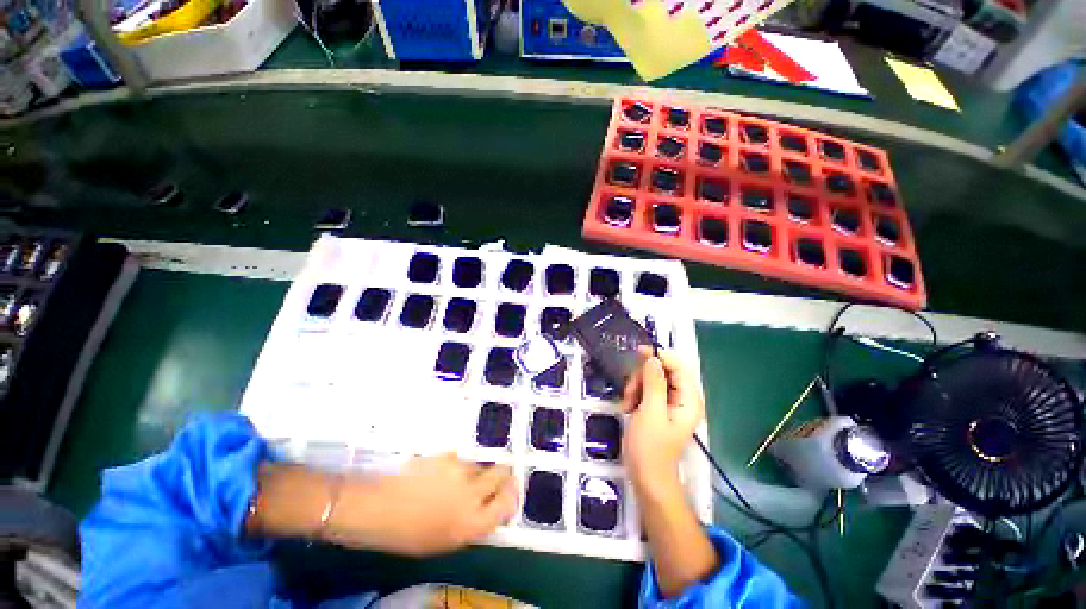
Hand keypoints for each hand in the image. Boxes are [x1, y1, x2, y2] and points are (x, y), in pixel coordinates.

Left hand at [328, 454, 517, 556]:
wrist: (377, 509)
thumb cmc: (407, 534)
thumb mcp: (445, 541)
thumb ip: (472, 524)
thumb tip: (489, 509)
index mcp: (473, 523)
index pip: (508, 503)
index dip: (511, 495)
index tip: (510, 491)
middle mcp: (472, 494)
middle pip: (501, 473)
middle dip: (501, 474)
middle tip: (492, 478)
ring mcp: (460, 471)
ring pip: (478, 465)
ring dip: (473, 471)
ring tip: (453, 481)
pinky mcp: (447, 455)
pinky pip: (459, 458)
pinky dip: (455, 464)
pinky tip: (439, 473)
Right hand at [621, 347, 704, 493]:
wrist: (646, 477)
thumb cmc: (650, 448)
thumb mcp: (650, 412)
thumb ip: (654, 383)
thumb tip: (653, 358)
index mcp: (688, 400)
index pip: (679, 367)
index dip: (661, 356)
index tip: (640, 352)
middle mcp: (682, 398)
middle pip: (663, 371)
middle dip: (643, 377)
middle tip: (630, 391)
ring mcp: (669, 403)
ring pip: (651, 379)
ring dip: (636, 387)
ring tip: (628, 404)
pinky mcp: (657, 408)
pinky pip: (646, 389)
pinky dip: (635, 394)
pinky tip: (628, 407)